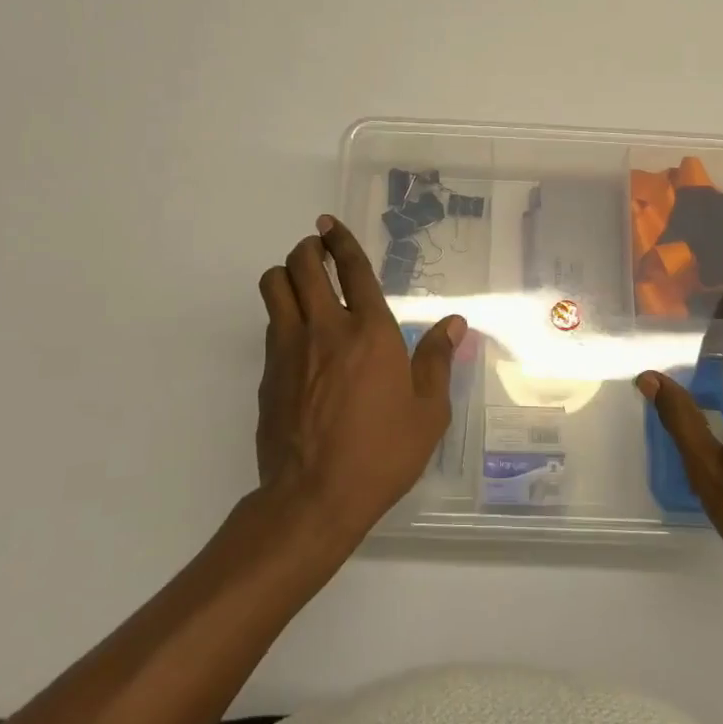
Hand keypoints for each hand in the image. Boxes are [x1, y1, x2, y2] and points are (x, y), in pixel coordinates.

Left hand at [256, 216, 463, 541]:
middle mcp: (325, 328)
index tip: (329, 224)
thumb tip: (455, 323)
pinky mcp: (267, 374)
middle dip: (307, 249)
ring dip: (286, 276)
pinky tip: (300, 340)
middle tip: (317, 251)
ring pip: (274, 288)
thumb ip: (437, 360)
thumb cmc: (382, 454)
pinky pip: (271, 327)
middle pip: (301, 266)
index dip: (340, 240)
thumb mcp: (428, 412)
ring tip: (302, 286)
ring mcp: (289, 350)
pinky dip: (282, 318)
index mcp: (370, 332)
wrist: (313, 499)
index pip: (352, 269)